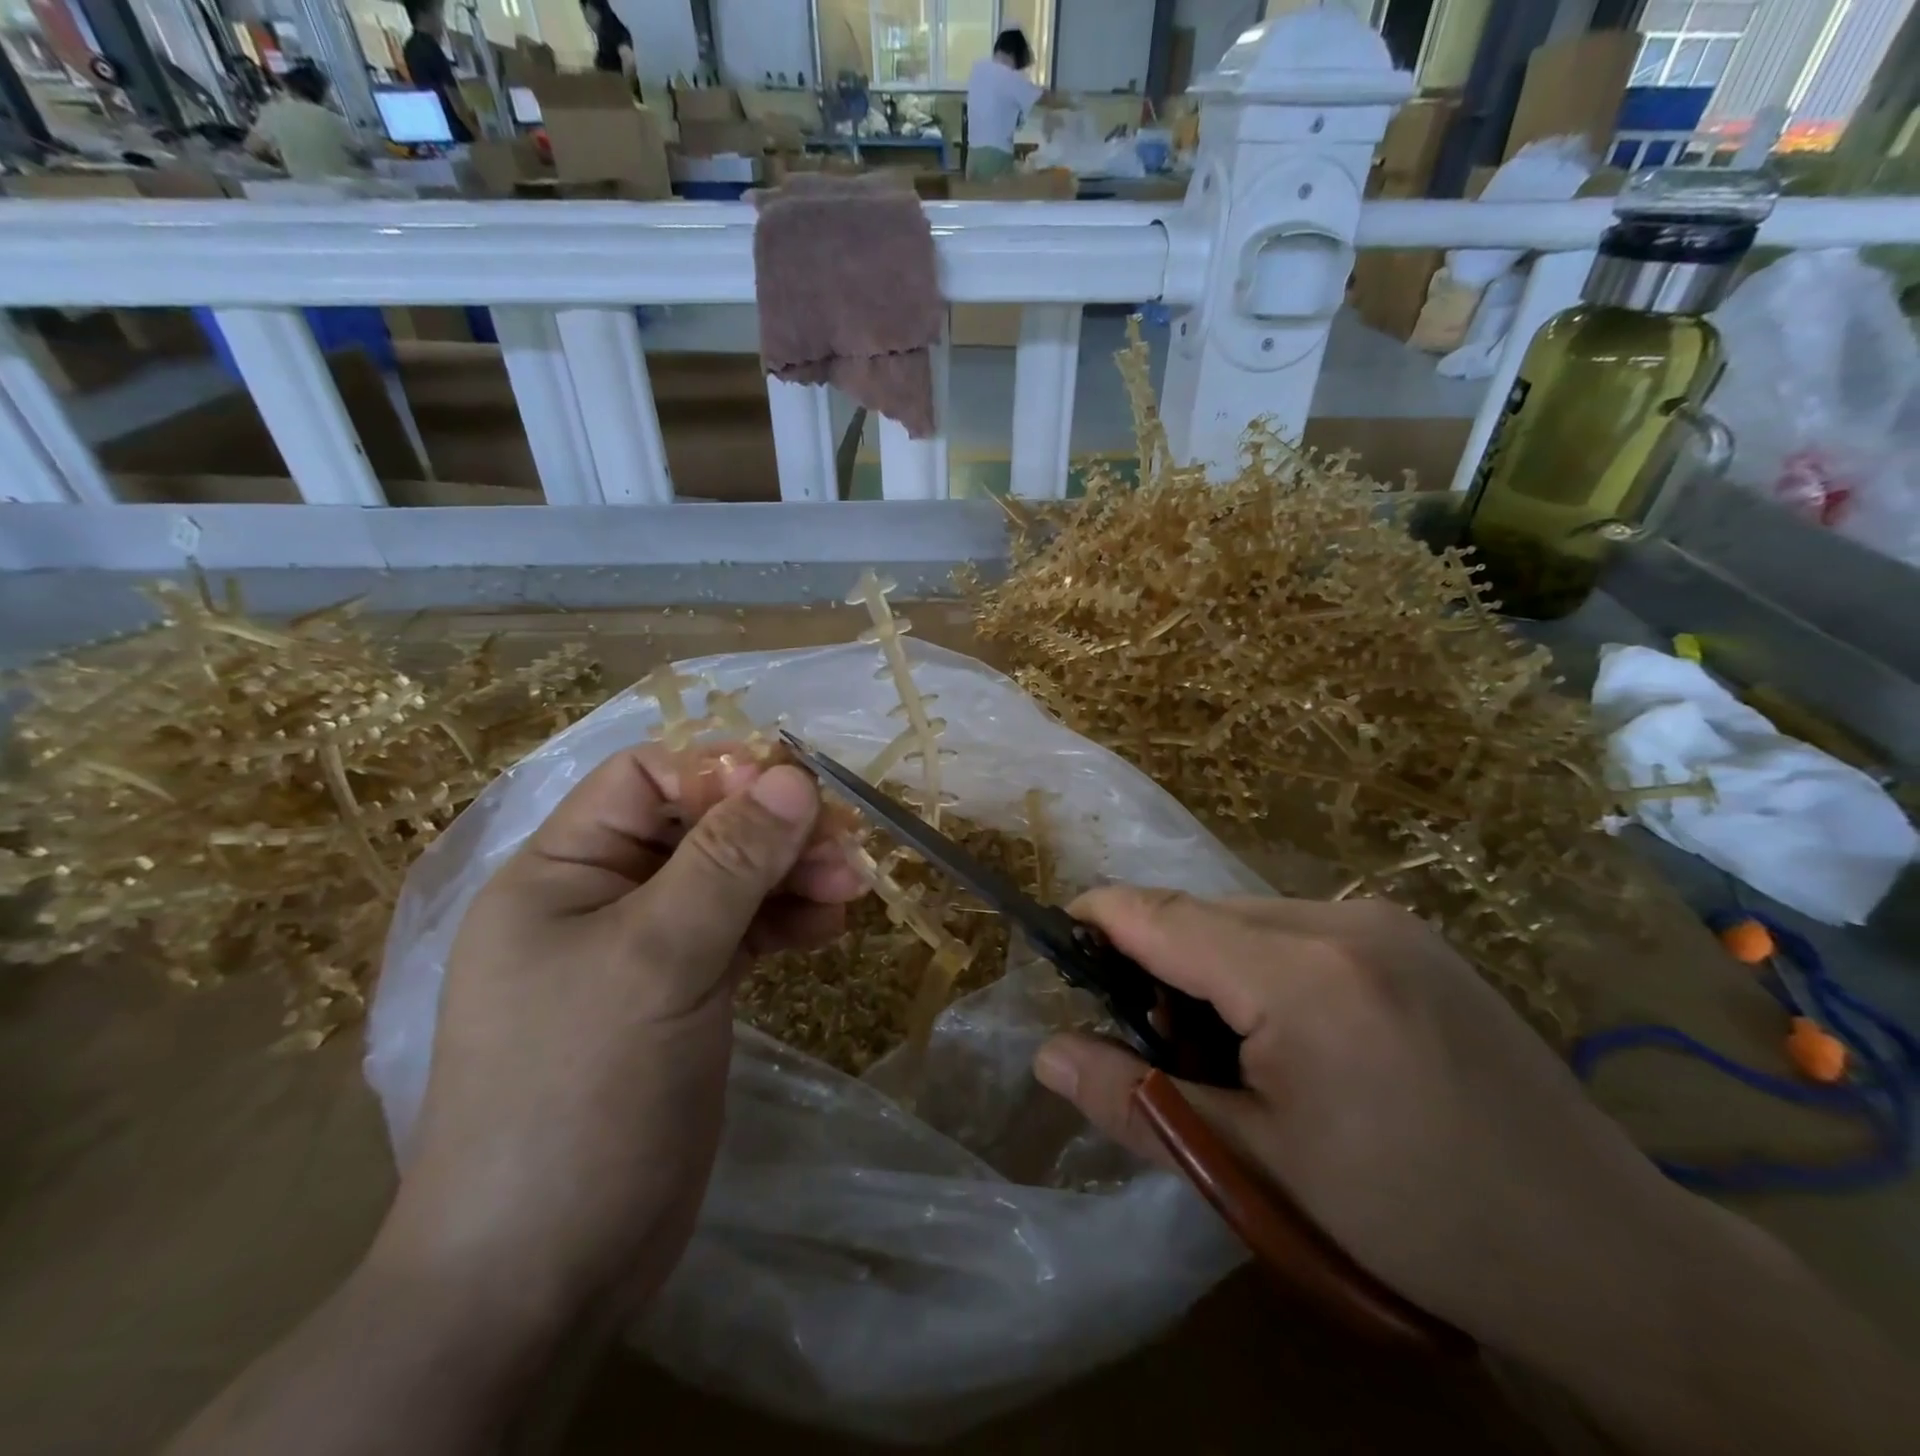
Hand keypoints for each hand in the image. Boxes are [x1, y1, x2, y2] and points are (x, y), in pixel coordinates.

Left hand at [374, 744, 864, 1331]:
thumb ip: (728, 861)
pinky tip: (827, 926)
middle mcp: (601, 898)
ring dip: (790, 874)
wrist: (546, 1273)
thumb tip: (794, 776)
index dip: (720, 774)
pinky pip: (742, 930)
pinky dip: (784, 920)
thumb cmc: (581, 1094)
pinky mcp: (684, 992)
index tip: (796, 795)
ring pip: (730, 879)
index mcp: (562, 871)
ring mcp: (645, 949)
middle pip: (700, 827)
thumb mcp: (657, 959)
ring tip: (848, 889)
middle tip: (846, 849)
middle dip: (773, 831)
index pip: (646, 780)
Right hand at [1031, 889, 1694, 1360]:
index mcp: (1300, 974)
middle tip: (1149, 1038)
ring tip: (1224, 1048)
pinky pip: (1300, 928)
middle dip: (1156, 958)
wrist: (1608, 1256)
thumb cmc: (1414, 1218)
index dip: (1099, 918)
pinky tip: (1289, 1034)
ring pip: (1250, 919)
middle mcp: (1342, 919)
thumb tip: (1047, 1054)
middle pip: (1204, 914)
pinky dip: (1262, 964)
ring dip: (1211, 963)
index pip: (1162, 916)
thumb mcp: (1257, 1169)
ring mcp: (1386, 921)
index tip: (1058, 936)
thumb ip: (1138, 1102)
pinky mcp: (1413, 937)